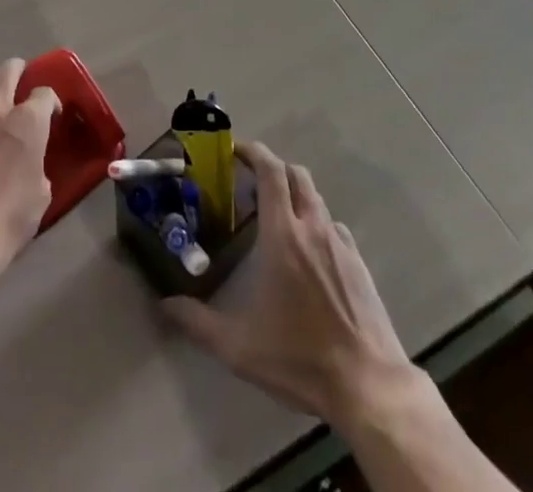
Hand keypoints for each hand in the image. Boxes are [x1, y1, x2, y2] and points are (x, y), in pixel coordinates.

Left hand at [0, 59, 59, 298]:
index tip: (51, 115)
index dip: (51, 101)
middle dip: (18, 71)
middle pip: (8, 70)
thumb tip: (31, 160)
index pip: (44, 93)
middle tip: (21, 82)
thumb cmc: (8, 221)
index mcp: (28, 122)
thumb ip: (38, 164)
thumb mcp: (41, 194)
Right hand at [162, 142, 420, 426]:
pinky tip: (307, 253)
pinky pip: (333, 226)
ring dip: (294, 195)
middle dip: (272, 168)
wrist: (367, 384)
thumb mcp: (239, 347)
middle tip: (250, 181)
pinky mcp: (358, 262)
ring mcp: (340, 243)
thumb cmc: (299, 358)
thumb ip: (198, 322)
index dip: (254, 152)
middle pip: (295, 174)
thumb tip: (165, 305)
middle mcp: (313, 227)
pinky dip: (315, 223)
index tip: (235, 149)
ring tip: (276, 217)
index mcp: (284, 235)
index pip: (271, 171)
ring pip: (316, 198)